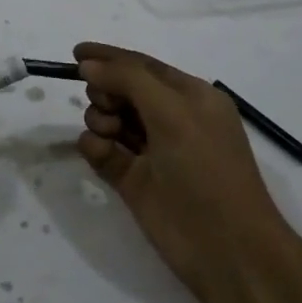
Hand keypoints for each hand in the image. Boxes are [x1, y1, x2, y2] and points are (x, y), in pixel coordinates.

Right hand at [74, 42, 286, 302]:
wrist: (227, 250)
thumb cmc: (206, 171)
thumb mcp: (173, 113)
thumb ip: (128, 80)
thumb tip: (88, 64)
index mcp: (191, 97)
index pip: (143, 65)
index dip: (110, 57)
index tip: (74, 52)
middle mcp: (171, 120)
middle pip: (122, 90)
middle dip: (106, 90)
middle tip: (106, 104)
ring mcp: (151, 152)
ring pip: (109, 119)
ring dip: (100, 118)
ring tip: (107, 132)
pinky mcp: (133, 181)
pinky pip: (102, 151)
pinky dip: (95, 147)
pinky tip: (98, 152)